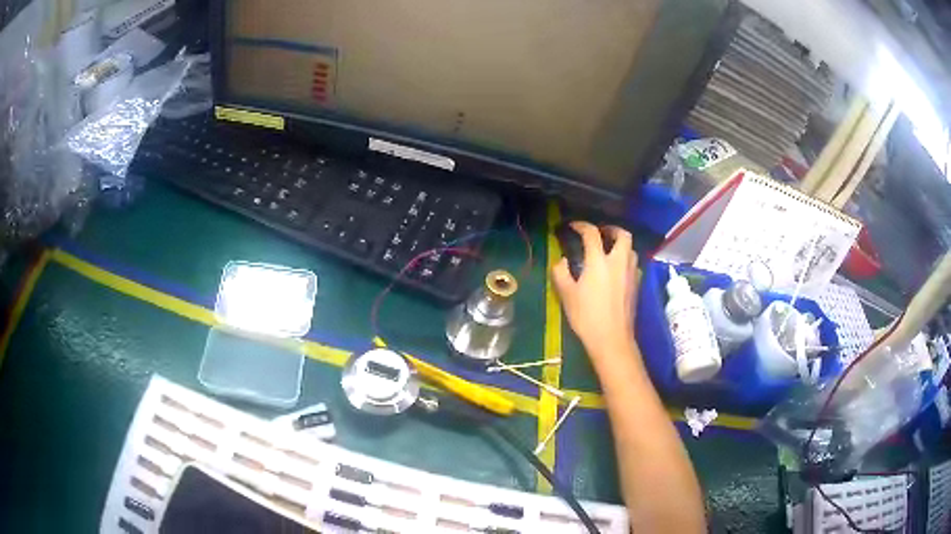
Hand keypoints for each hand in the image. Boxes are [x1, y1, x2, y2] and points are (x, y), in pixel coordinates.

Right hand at [552, 222, 639, 364]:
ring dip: (620, 245)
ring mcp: (631, 273)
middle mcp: (618, 262)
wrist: (612, 338)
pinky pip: (633, 264)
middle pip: (623, 235)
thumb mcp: (567, 295)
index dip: (581, 226)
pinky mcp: (637, 285)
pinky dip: (625, 260)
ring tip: (609, 251)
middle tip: (601, 233)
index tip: (573, 227)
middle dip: (612, 229)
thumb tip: (562, 261)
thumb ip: (561, 273)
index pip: (592, 234)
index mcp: (599, 261)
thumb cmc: (587, 316)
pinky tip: (616, 271)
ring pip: (631, 249)